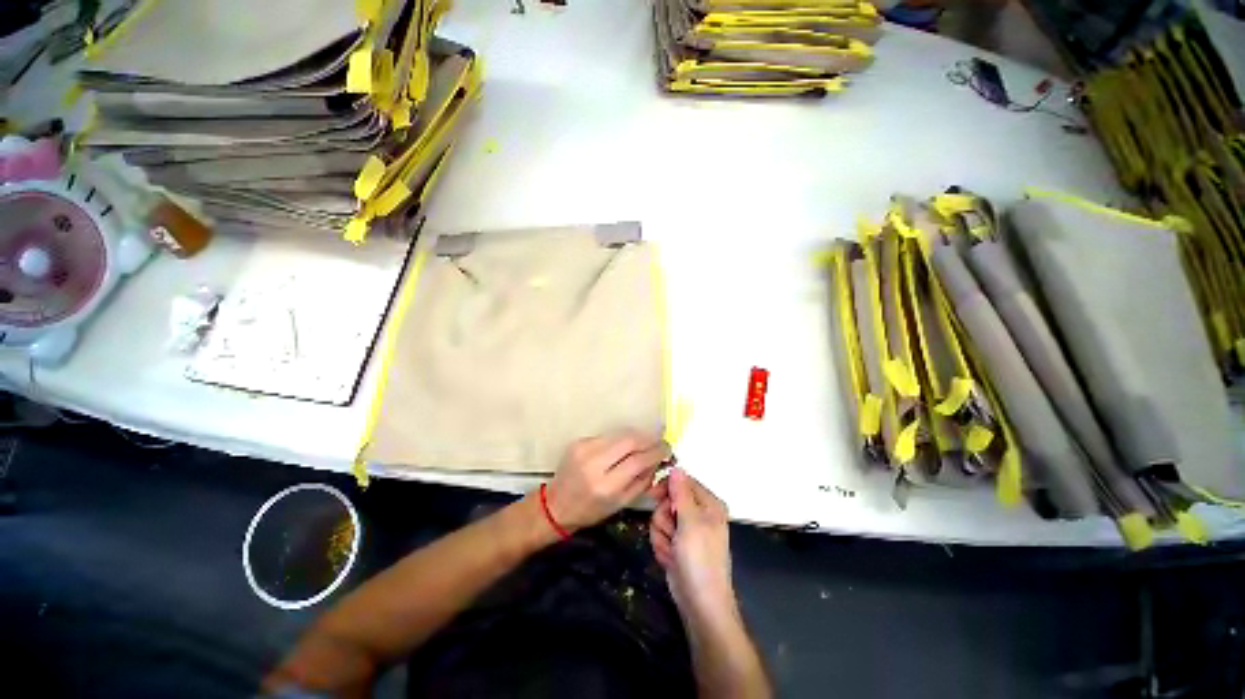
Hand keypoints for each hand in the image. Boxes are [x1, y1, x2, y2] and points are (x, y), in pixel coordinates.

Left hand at [545, 432, 670, 532]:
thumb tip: (658, 460)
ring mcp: (584, 449)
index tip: (667, 449)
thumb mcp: (621, 504)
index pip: (638, 461)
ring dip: (636, 436)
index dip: (656, 451)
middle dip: (648, 438)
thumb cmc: (591, 510)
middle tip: (659, 441)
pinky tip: (623, 447)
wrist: (557, 504)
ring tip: (645, 442)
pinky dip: (619, 439)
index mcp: (606, 486)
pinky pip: (607, 436)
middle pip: (629, 440)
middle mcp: (594, 464)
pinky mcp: (579, 441)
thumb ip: (642, 481)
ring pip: (619, 434)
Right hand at [649, 467, 734, 620]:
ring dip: (662, 535)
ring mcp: (687, 530)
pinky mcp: (677, 544)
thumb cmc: (700, 560)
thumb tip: (676, 467)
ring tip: (672, 550)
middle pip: (668, 499)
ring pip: (661, 518)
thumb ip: (681, 493)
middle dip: (664, 518)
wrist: (700, 604)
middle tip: (671, 532)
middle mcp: (699, 513)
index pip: (682, 482)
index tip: (653, 496)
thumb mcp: (690, 522)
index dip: (667, 488)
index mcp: (708, 503)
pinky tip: (670, 559)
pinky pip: (661, 534)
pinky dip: (662, 546)